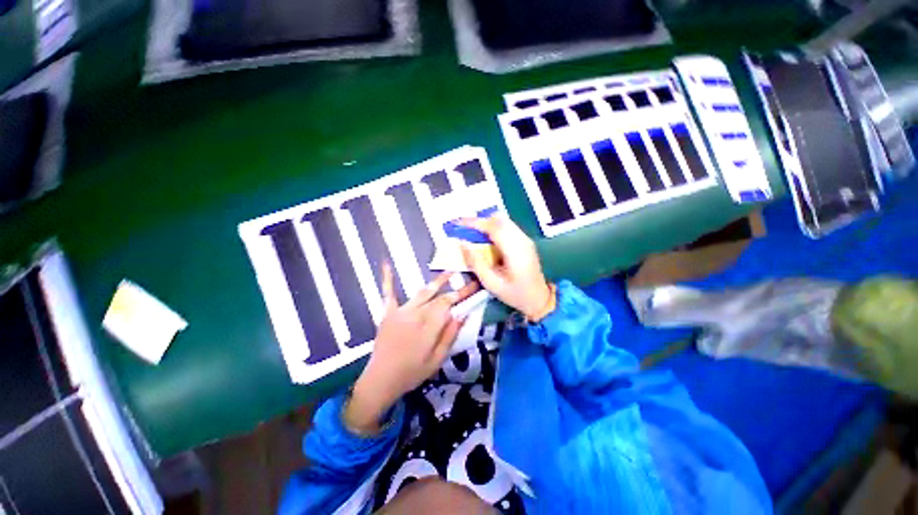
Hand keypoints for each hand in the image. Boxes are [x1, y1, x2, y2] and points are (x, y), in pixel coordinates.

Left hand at [345, 264, 479, 434]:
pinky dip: (388, 279)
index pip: (448, 304)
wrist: (381, 379)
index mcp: (429, 326)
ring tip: (449, 271)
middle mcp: (417, 314)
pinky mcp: (388, 313)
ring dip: (437, 281)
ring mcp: (401, 311)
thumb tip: (461, 315)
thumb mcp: (436, 360)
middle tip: (467, 280)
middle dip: (454, 288)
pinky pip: (389, 293)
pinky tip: (386, 263)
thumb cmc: (412, 373)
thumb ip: (449, 336)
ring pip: (423, 292)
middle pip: (439, 298)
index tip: (474, 286)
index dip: (462, 294)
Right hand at [459, 215, 553, 320]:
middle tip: (464, 230)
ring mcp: (525, 239)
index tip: (459, 223)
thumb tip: (463, 244)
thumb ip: (476, 263)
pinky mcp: (525, 241)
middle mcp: (522, 240)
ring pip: (503, 221)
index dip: (475, 222)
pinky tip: (487, 240)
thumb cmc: (515, 294)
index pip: (494, 227)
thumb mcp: (491, 284)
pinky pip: (507, 227)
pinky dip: (494, 228)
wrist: (539, 299)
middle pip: (499, 219)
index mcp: (515, 251)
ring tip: (473, 234)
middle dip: (479, 221)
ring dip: (487, 224)